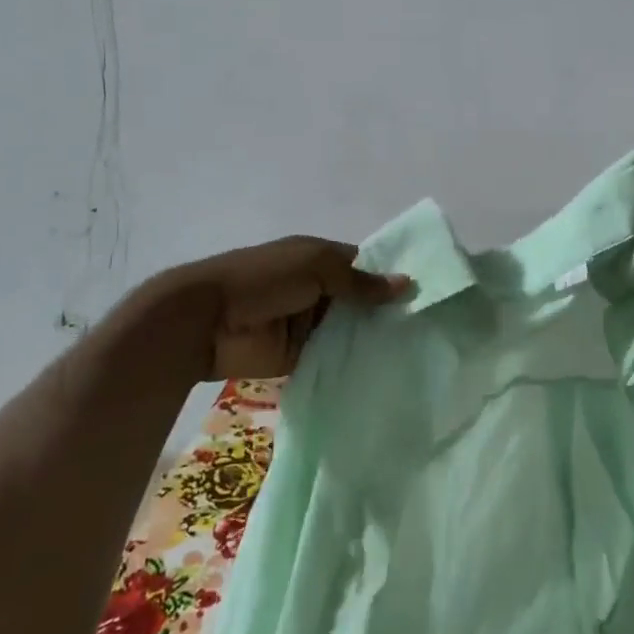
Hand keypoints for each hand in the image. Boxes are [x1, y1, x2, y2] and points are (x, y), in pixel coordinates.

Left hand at [193, 236, 411, 379]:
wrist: (204, 321)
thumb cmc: (261, 279)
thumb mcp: (314, 266)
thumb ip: (359, 280)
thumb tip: (407, 283)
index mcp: (320, 260)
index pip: (363, 266)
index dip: (390, 278)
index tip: (425, 294)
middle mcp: (318, 291)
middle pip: (360, 302)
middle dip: (387, 314)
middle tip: (429, 329)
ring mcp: (308, 326)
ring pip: (349, 333)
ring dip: (371, 341)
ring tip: (417, 353)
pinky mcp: (299, 358)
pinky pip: (332, 360)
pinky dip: (351, 365)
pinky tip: (384, 373)